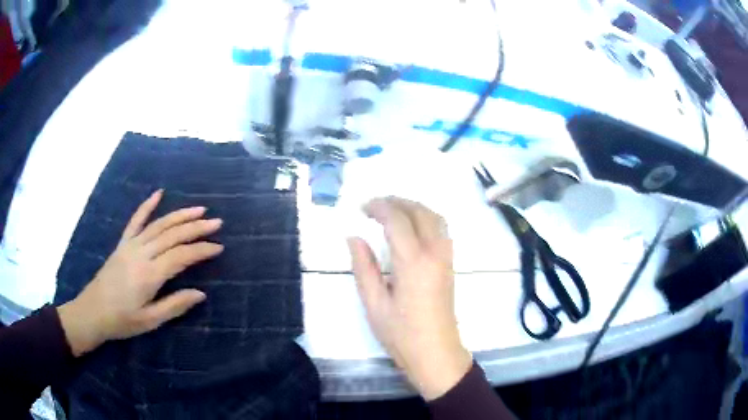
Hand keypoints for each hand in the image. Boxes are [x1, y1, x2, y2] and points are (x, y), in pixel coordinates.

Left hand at [58, 189, 223, 356]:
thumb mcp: (150, 320)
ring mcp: (131, 245)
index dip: (201, 250)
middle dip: (196, 227)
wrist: (93, 311)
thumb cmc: (122, 320)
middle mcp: (141, 253)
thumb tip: (200, 293)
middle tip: (216, 222)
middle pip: (172, 235)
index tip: (219, 247)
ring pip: (159, 224)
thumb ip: (175, 305)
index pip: (180, 256)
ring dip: (180, 215)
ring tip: (199, 209)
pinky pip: (136, 220)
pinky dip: (147, 205)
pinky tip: (158, 194)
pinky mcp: (123, 243)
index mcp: (149, 274)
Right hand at [348, 197, 471, 400]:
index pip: (397, 219)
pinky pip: (442, 228)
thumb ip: (363, 267)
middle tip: (374, 205)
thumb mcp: (374, 304)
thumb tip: (354, 238)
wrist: (436, 353)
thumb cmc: (401, 334)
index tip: (362, 208)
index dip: (379, 207)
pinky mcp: (450, 264)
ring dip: (413, 206)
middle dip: (396, 201)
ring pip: (435, 216)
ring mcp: (446, 257)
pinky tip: (411, 226)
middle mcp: (434, 253)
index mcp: (413, 262)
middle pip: (419, 211)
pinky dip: (426, 217)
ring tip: (391, 210)